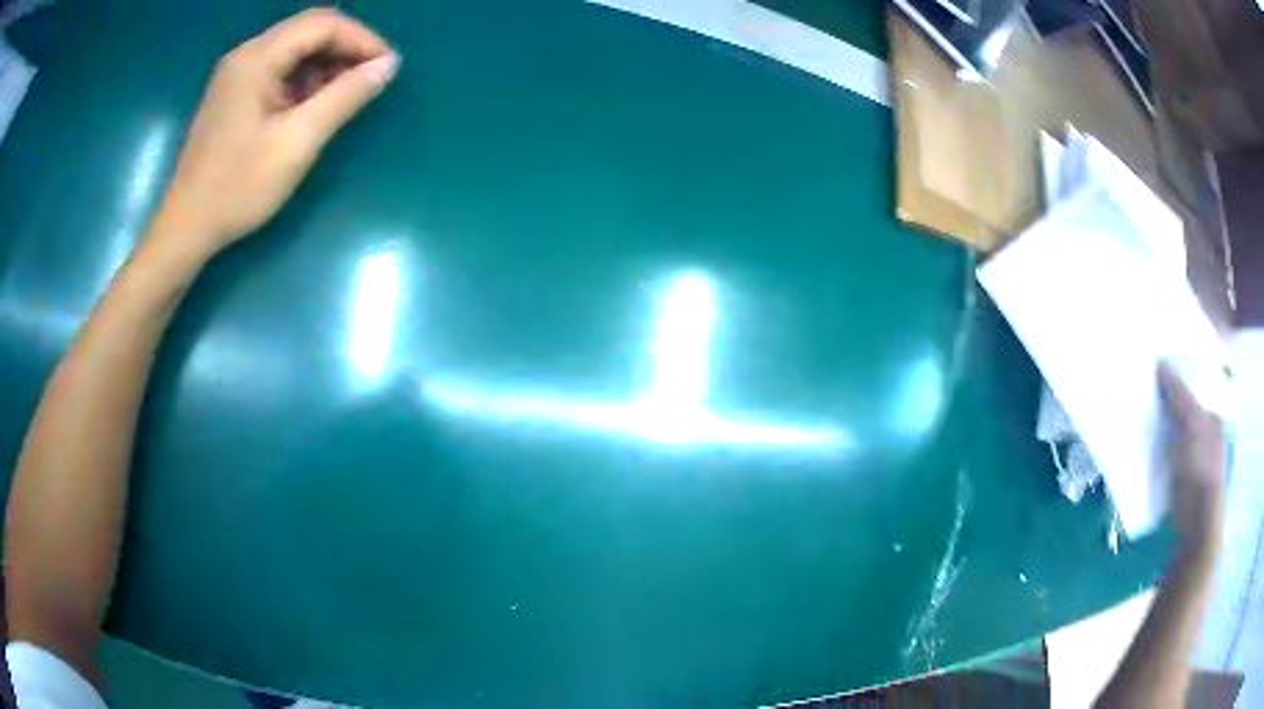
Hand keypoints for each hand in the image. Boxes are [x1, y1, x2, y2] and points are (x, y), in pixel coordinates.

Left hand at [156, 8, 398, 254]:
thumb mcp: (297, 142)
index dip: (361, 39)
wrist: (186, 228)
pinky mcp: (233, 94)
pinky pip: (278, 70)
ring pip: (294, 49)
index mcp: (257, 58)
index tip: (388, 68)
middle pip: (308, 30)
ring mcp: (236, 74)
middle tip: (371, 79)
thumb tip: (388, 65)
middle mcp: (246, 55)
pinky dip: (303, 80)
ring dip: (325, 65)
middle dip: (345, 48)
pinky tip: (312, 106)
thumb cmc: (238, 188)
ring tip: (345, 96)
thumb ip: (345, 97)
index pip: (322, 24)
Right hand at [1159, 363, 1226, 559]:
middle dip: (1165, 406)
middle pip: (1182, 413)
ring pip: (1173, 437)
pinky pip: (1166, 461)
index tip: (1153, 374)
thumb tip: (1160, 363)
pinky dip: (1155, 456)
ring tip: (1137, 424)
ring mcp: (1194, 463)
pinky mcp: (1181, 486)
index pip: (1193, 390)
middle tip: (1142, 396)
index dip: (1175, 380)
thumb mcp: (1192, 426)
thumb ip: (1179, 396)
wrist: (1197, 527)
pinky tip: (1142, 455)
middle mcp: (1206, 436)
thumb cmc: (1200, 471)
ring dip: (1158, 432)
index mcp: (1212, 417)